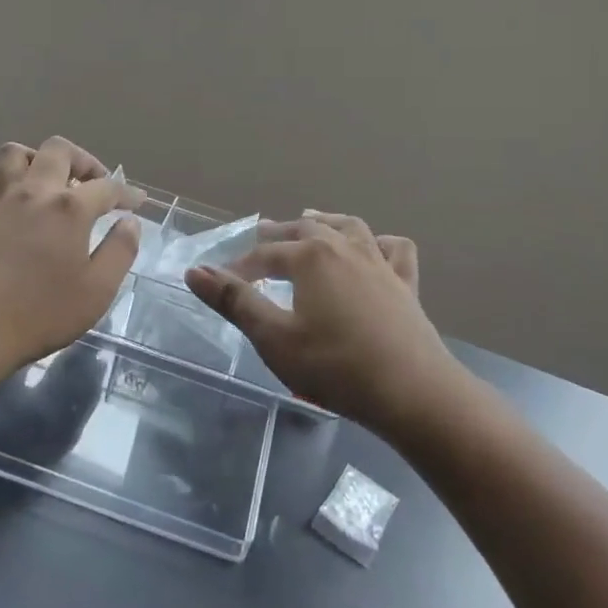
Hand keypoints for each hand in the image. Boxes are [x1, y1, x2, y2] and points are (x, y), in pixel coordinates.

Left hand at [0, 138, 142, 381]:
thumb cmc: (41, 313)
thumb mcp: (98, 290)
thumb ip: (120, 251)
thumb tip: (129, 222)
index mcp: (70, 207)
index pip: (107, 187)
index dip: (126, 192)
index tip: (137, 202)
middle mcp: (34, 191)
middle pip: (59, 150)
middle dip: (82, 160)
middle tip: (92, 183)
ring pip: (14, 153)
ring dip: (35, 160)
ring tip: (46, 182)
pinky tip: (3, 202)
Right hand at [185, 211, 459, 436]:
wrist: (413, 391)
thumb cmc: (335, 366)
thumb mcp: (275, 339)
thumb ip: (235, 302)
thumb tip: (194, 271)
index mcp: (310, 255)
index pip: (265, 254)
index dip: (239, 267)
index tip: (220, 280)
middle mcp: (345, 246)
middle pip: (305, 228)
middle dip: (278, 233)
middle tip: (260, 235)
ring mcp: (379, 261)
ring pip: (348, 226)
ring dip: (325, 220)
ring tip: (311, 217)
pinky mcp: (405, 282)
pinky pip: (393, 248)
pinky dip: (379, 241)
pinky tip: (374, 246)